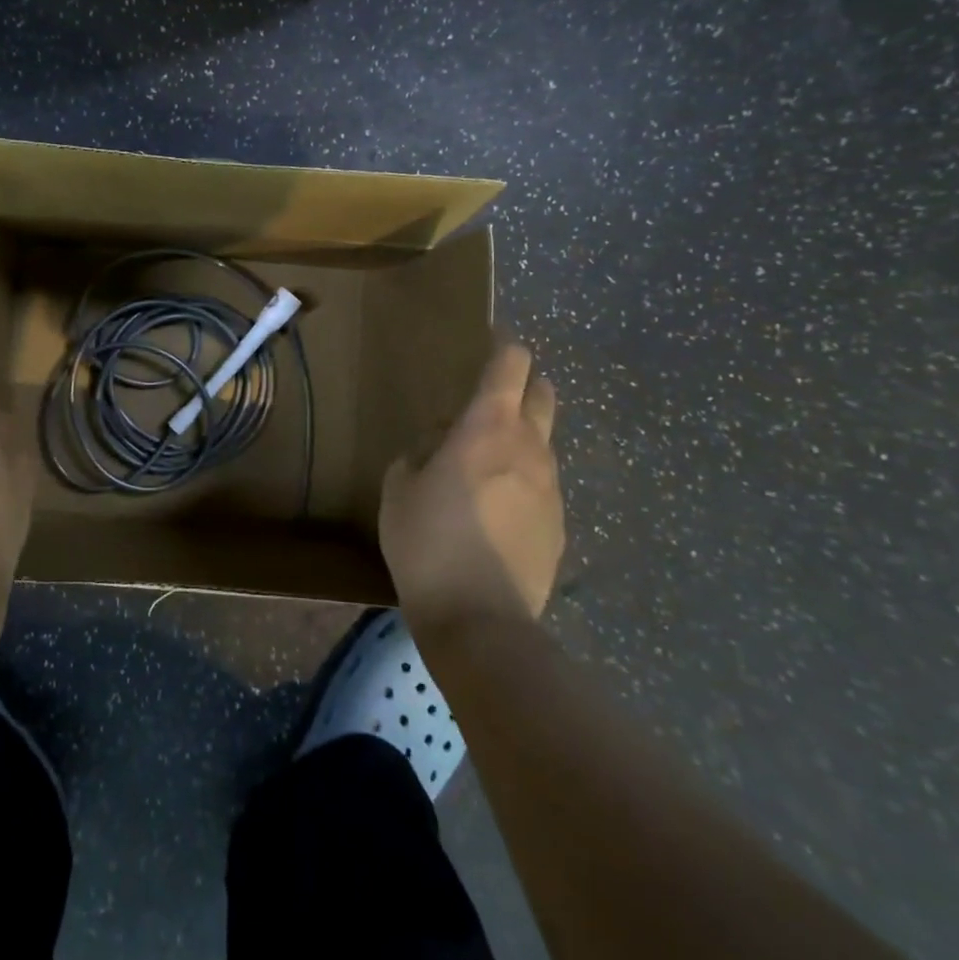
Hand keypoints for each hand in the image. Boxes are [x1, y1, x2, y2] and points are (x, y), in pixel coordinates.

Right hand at [379, 341, 563, 629]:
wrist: (480, 618)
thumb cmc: (427, 540)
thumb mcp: (399, 487)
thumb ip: (419, 452)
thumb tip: (439, 443)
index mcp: (487, 427)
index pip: (511, 365)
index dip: (504, 346)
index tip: (492, 340)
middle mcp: (529, 447)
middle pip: (542, 394)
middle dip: (523, 383)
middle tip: (491, 395)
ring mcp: (552, 488)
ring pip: (543, 442)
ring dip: (521, 435)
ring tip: (485, 460)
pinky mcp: (559, 524)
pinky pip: (542, 483)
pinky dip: (524, 478)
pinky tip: (495, 508)